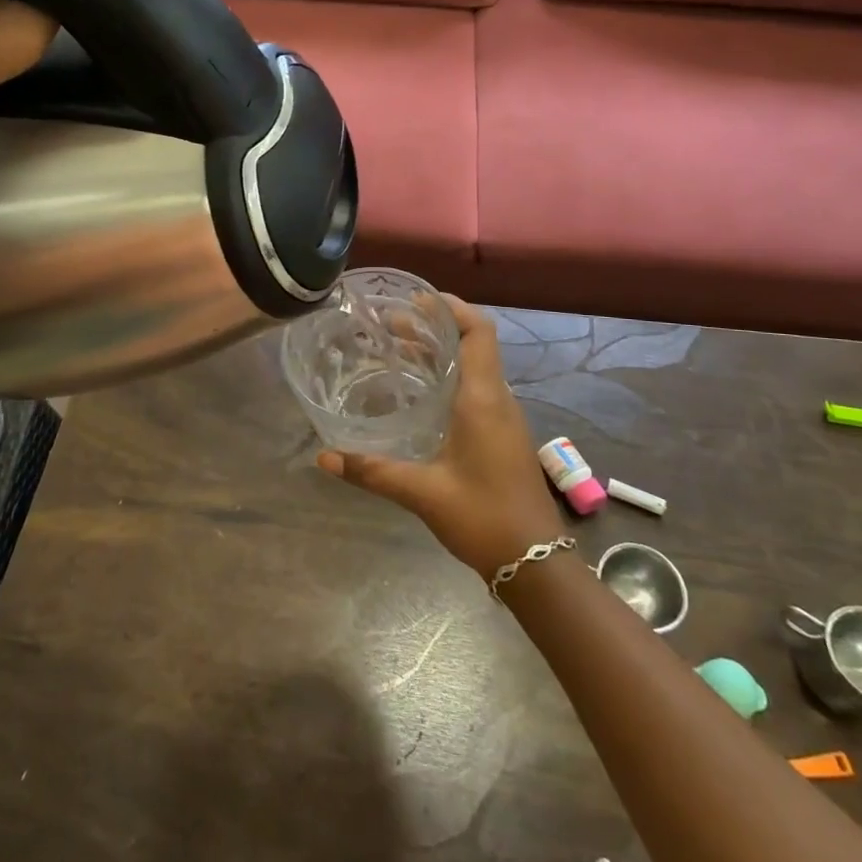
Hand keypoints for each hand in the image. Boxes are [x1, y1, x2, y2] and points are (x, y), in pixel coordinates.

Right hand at [318, 297, 565, 579]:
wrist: (537, 562)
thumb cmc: (484, 518)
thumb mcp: (423, 492)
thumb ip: (373, 471)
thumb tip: (324, 458)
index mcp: (483, 399)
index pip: (478, 332)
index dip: (451, 307)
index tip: (416, 298)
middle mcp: (497, 399)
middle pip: (472, 344)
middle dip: (434, 328)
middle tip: (390, 323)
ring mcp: (503, 418)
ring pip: (474, 367)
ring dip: (441, 352)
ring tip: (398, 349)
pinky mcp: (502, 435)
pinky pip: (476, 389)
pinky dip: (448, 377)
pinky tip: (419, 393)